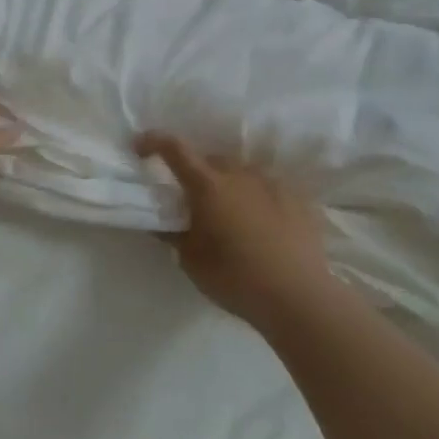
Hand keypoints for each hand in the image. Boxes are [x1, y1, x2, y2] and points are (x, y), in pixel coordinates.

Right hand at [134, 132, 332, 328]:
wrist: (298, 296)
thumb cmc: (235, 278)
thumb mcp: (191, 261)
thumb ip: (173, 235)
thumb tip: (161, 222)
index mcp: (208, 186)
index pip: (175, 149)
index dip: (154, 142)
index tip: (140, 146)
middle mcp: (240, 174)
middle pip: (211, 160)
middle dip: (197, 172)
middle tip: (192, 198)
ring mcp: (273, 183)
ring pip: (242, 172)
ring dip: (229, 184)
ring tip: (230, 213)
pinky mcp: (299, 199)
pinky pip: (269, 188)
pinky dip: (258, 198)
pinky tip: (262, 224)